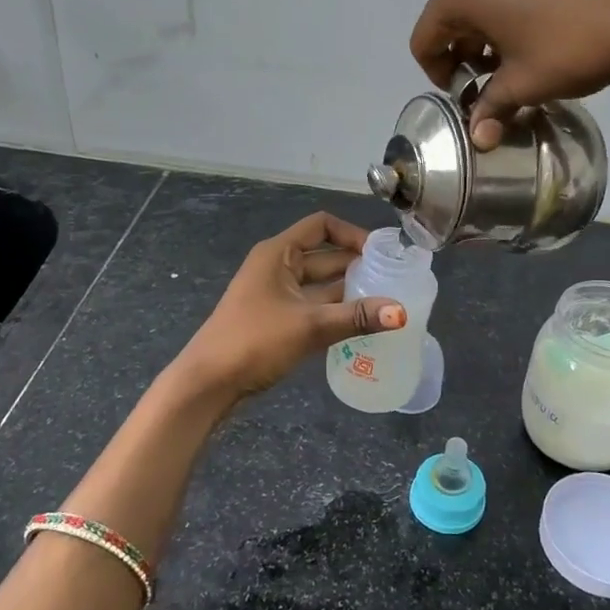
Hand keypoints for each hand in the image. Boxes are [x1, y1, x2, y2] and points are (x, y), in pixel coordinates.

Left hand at [176, 213, 407, 400]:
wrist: (208, 383)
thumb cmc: (254, 341)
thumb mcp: (309, 326)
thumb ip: (356, 317)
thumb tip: (401, 312)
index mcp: (279, 253)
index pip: (321, 226)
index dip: (352, 234)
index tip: (380, 254)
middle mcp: (277, 267)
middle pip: (324, 257)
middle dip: (357, 267)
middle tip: (393, 282)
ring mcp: (274, 295)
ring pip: (320, 285)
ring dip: (348, 293)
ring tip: (385, 305)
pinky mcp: (275, 321)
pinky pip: (312, 307)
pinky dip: (334, 312)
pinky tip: (360, 326)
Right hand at [409, 0, 609, 146]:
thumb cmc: (575, 46)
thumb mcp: (527, 85)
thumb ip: (492, 107)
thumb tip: (479, 138)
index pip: (425, 39)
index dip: (439, 73)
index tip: (466, 91)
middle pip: (453, 7)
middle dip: (466, 43)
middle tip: (494, 71)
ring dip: (493, 15)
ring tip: (524, 41)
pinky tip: (555, 11)